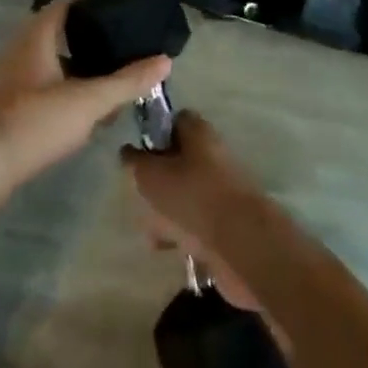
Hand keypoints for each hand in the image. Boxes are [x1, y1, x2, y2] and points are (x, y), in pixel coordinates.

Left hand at [0, 0, 171, 194]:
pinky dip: (60, 89)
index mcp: (35, 38)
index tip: (115, 5)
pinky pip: (37, 86)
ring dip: (73, 67)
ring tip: (104, 78)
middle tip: (117, 43)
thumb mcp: (89, 101)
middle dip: (85, 37)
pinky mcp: (1, 108)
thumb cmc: (35, 122)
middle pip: (54, 33)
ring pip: (46, 63)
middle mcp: (16, 51)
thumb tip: (165, 60)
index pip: (64, 5)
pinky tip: (77, 110)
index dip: (89, 1)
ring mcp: (5, 80)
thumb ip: (127, 81)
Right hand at [124, 112, 267, 315]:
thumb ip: (135, 162)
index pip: (175, 120)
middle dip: (156, 179)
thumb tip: (128, 151)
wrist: (239, 242)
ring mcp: (220, 187)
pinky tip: (164, 246)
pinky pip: (195, 220)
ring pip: (184, 192)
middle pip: (178, 159)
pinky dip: (179, 232)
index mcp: (199, 132)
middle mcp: (212, 153)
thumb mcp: (151, 174)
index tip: (137, 153)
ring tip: (150, 229)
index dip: (154, 132)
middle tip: (139, 196)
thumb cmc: (191, 195)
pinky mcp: (224, 219)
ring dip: (165, 209)